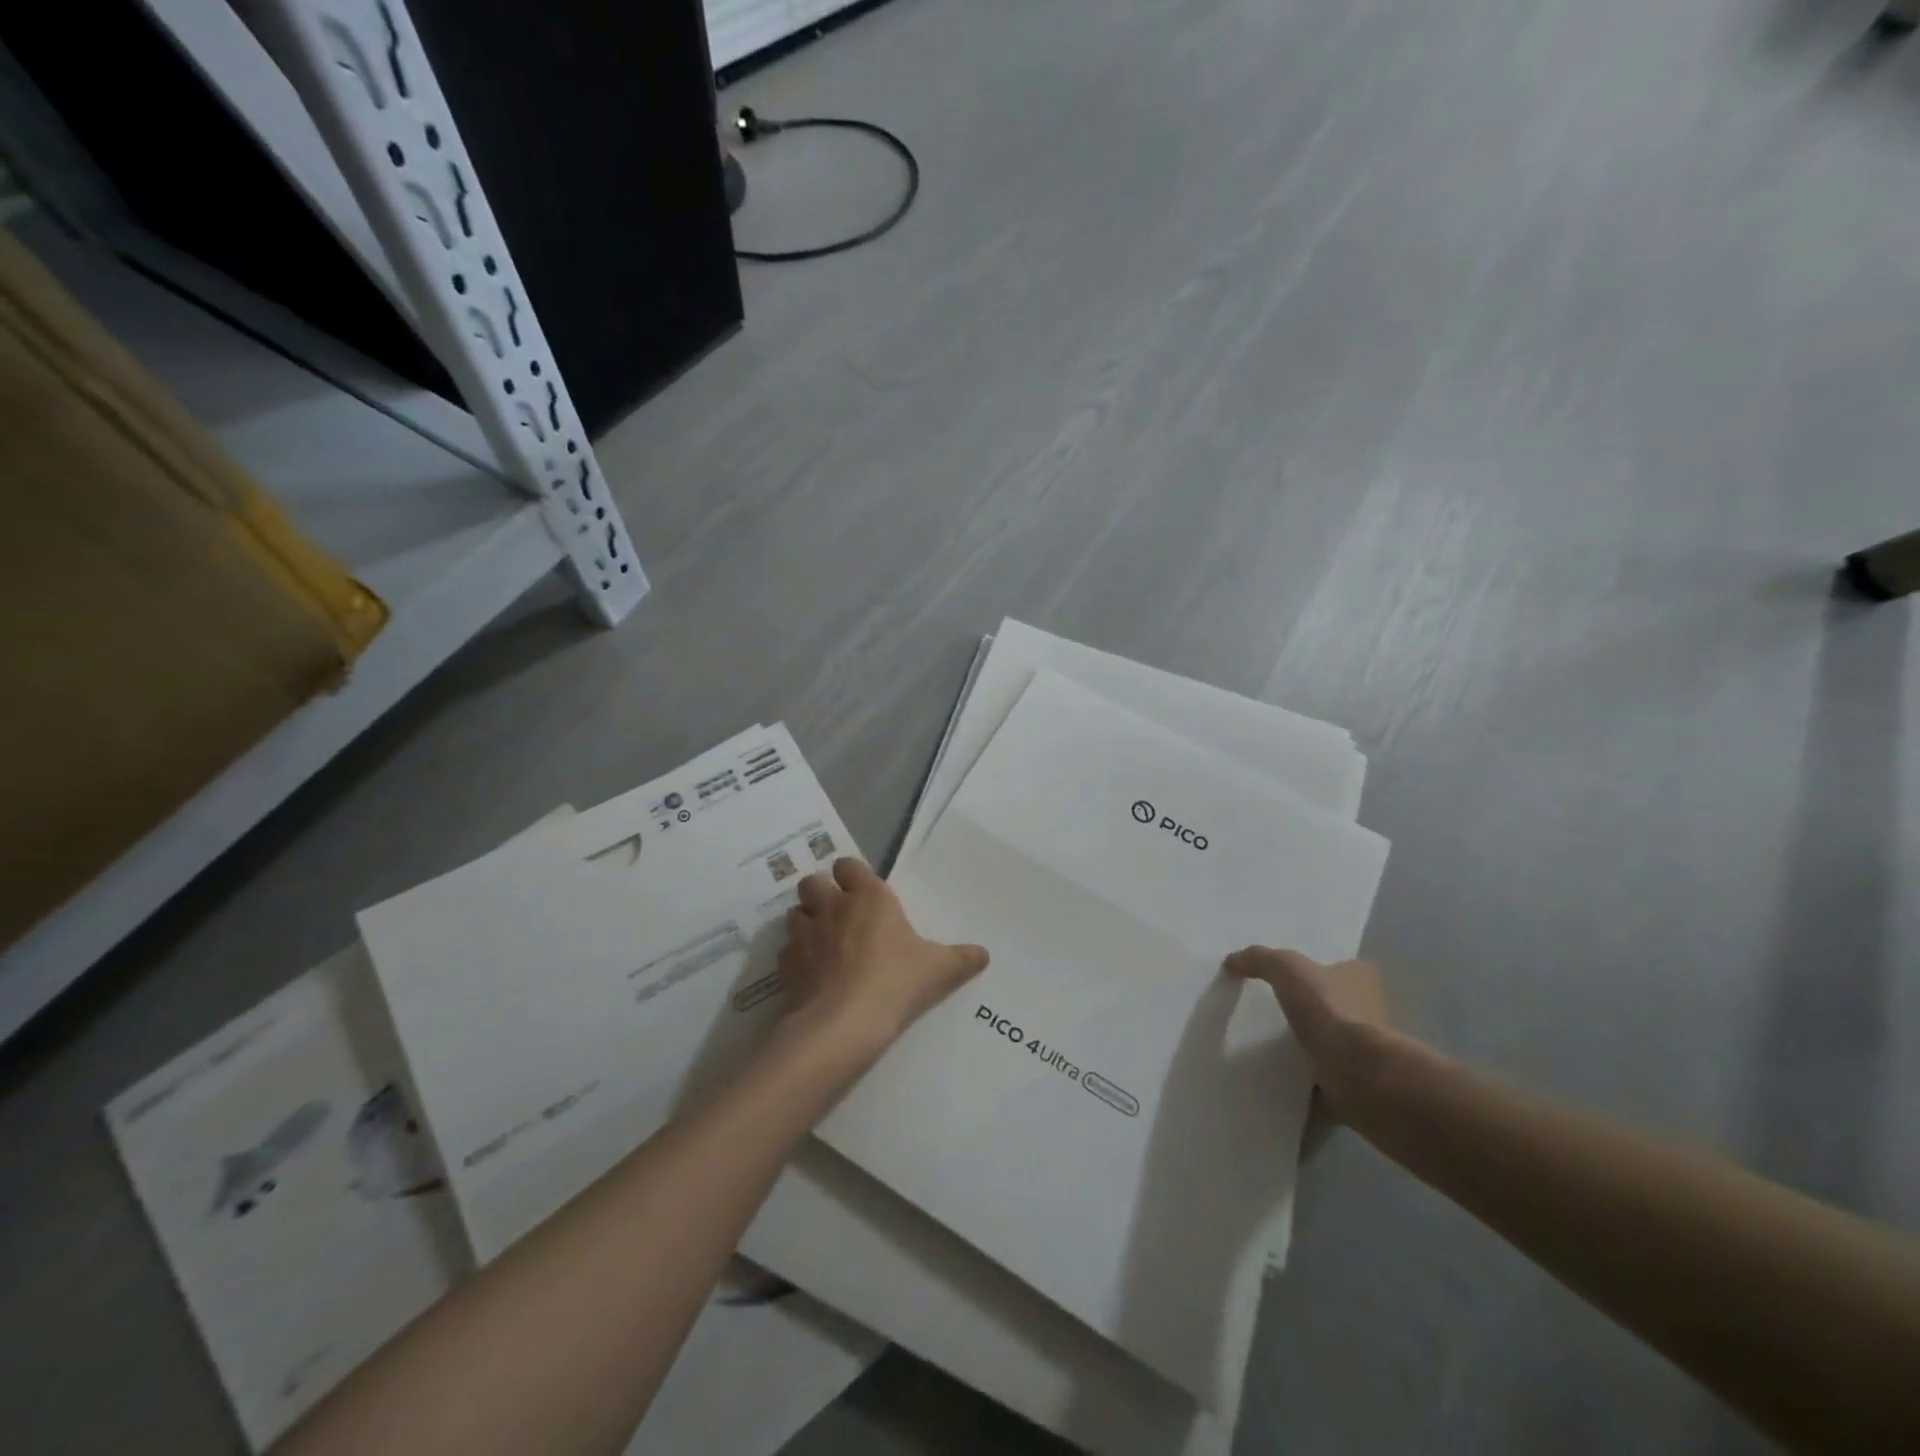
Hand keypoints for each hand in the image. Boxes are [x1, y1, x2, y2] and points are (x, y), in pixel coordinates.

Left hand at [779, 858, 988, 1051]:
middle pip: (813, 882)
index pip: (848, 865)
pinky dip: (795, 956)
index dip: (851, 876)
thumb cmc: (895, 982)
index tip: (862, 892)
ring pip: (795, 913)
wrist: (844, 1023)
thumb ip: (961, 959)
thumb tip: (984, 954)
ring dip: (805, 922)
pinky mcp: (786, 963)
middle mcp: (832, 906)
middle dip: (821, 894)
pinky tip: (809, 973)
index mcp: (869, 897)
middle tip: (838, 915)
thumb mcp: (939, 970)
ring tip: (820, 942)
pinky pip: (786, 950)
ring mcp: (805, 934)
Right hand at [1226, 947, 1390, 1114]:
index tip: (1277, 975)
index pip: (1334, 965)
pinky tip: (1270, 1072)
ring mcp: (1362, 1048)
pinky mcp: (1353, 1080)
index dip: (1308, 968)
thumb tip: (1231, 962)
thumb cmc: (1329, 1010)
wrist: (1359, 1075)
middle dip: (1300, 1007)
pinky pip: (1318, 1073)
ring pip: (1322, 1038)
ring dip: (1299, 1043)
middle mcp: (1367, 1009)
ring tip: (1257, 1041)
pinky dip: (1299, 1075)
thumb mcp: (1286, 968)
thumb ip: (1258, 959)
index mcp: (1361, 978)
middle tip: (1260, 1007)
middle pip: (1326, 1002)